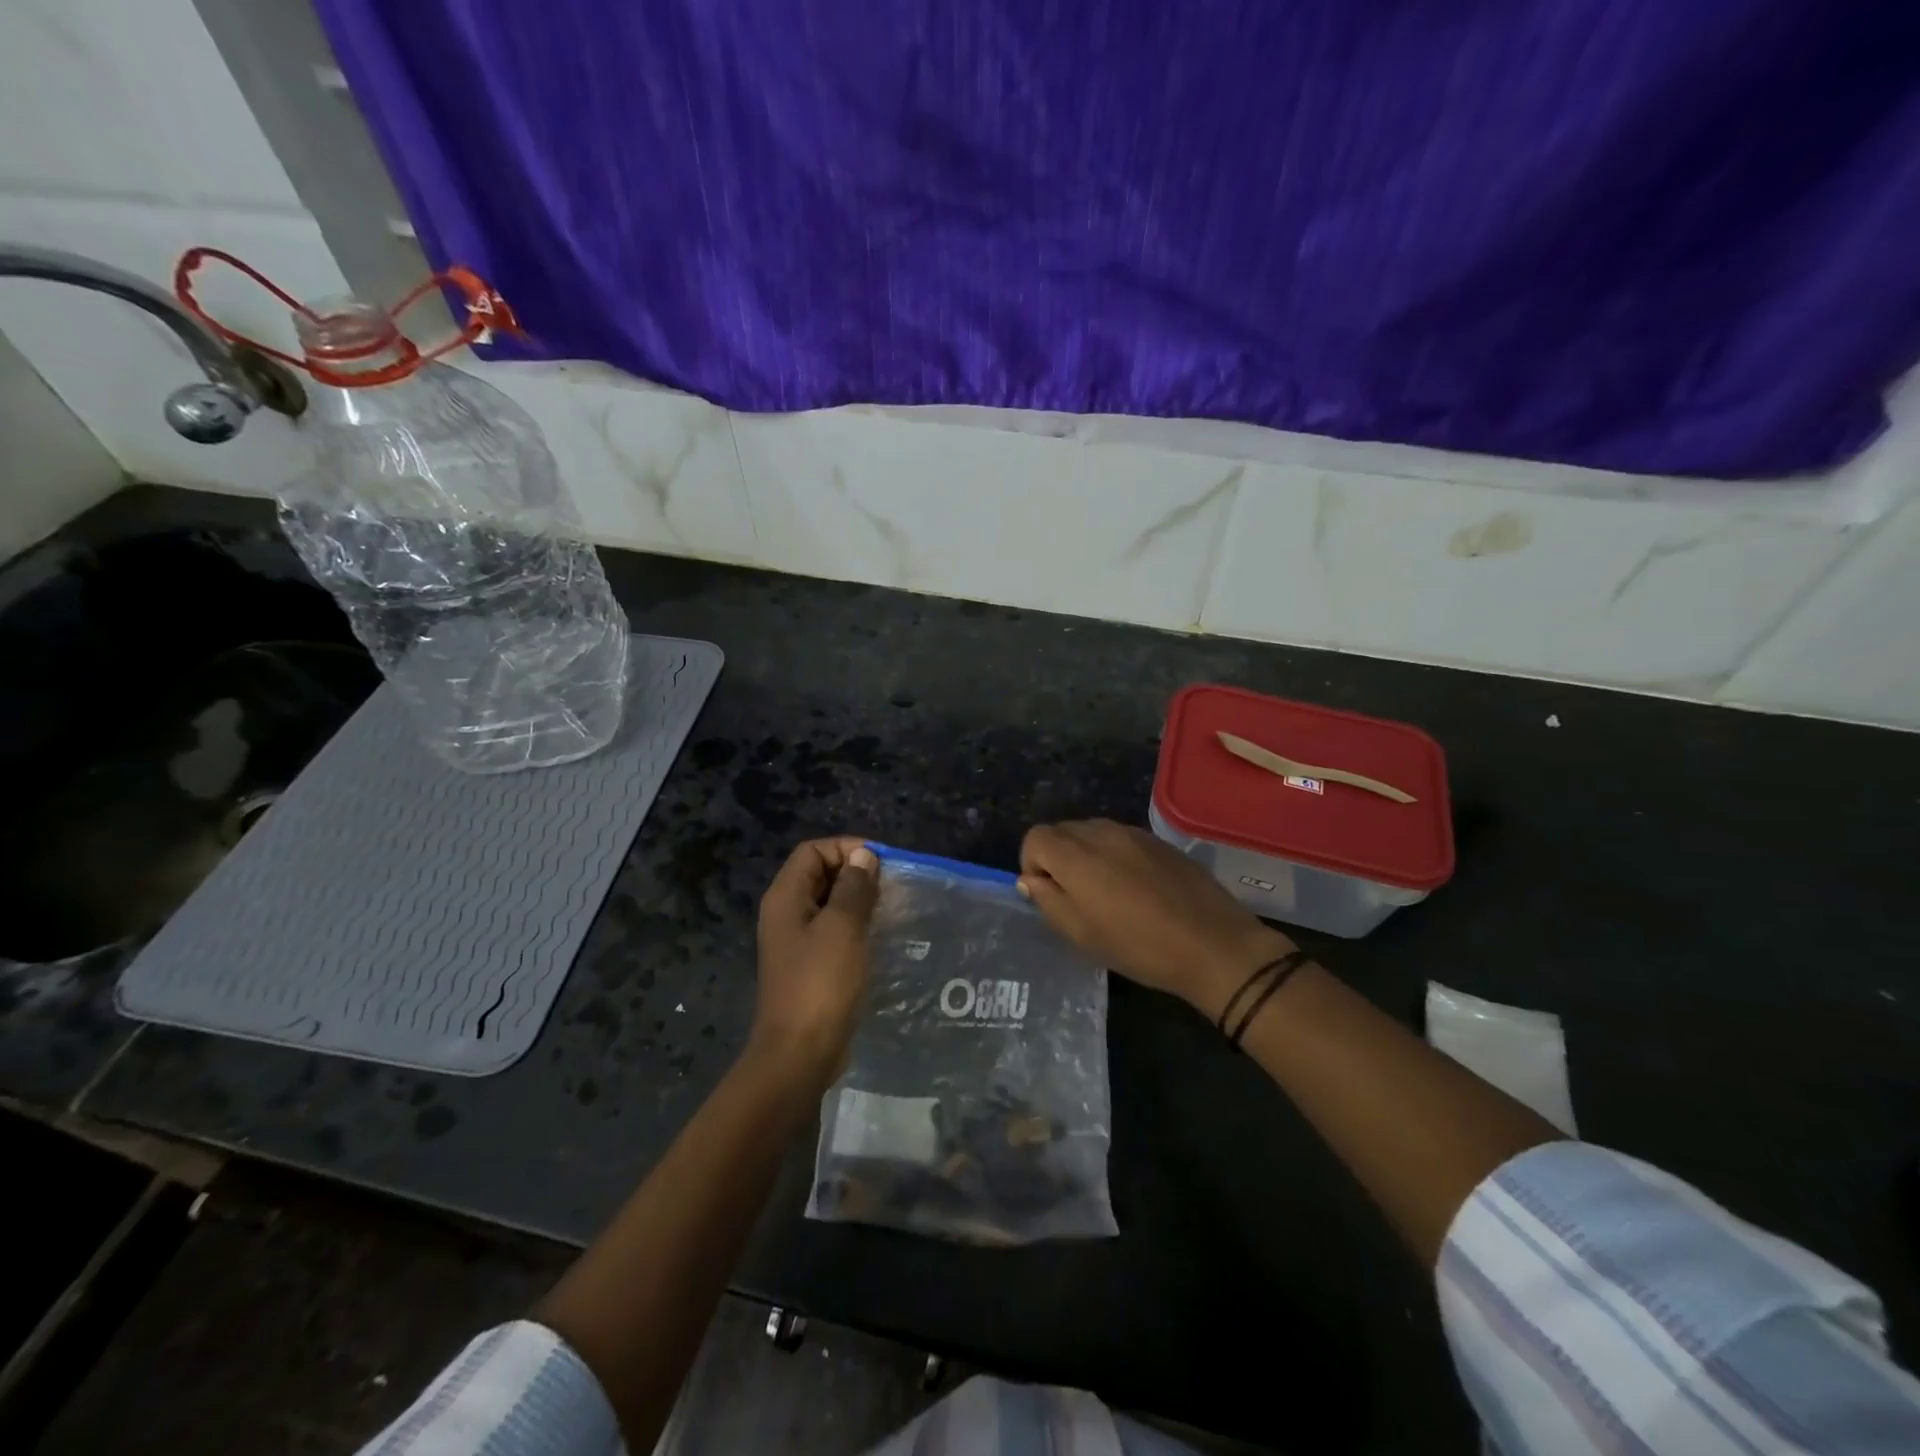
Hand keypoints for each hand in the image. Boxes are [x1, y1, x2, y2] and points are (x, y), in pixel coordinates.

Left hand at [751, 837, 879, 1087]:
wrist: (799, 1053)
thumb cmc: (821, 983)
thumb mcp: (843, 927)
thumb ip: (854, 887)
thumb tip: (863, 856)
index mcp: (786, 897)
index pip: (812, 851)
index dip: (846, 848)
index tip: (881, 862)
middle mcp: (785, 914)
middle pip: (819, 874)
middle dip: (855, 873)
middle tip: (891, 886)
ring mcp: (796, 942)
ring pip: (829, 904)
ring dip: (858, 901)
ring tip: (891, 908)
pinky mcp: (809, 966)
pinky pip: (832, 932)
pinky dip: (855, 926)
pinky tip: (879, 937)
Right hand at [1018, 819, 1292, 1018]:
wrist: (1214, 945)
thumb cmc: (1139, 947)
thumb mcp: (1082, 934)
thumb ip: (1048, 901)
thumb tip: (1031, 880)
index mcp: (1077, 855)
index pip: (1035, 837)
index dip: (1032, 864)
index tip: (1048, 895)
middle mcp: (1102, 832)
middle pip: (1062, 831)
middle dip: (1057, 858)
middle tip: (1075, 898)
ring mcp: (1134, 833)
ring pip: (1092, 832)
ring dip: (1086, 856)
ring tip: (1105, 893)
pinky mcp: (1159, 840)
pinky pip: (1121, 838)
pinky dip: (1113, 855)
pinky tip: (1135, 888)